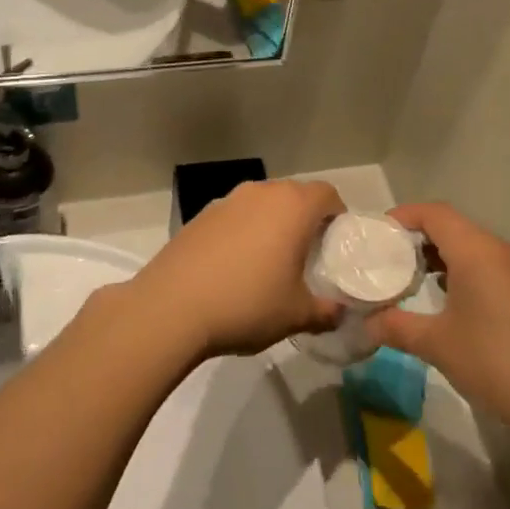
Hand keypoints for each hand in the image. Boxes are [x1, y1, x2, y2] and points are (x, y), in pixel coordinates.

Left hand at [123, 179, 345, 360]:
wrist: (170, 308)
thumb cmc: (247, 304)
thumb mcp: (297, 315)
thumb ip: (326, 312)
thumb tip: (339, 313)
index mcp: (292, 206)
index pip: (327, 194)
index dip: (337, 215)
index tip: (334, 244)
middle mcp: (260, 193)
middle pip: (293, 195)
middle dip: (304, 219)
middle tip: (306, 255)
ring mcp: (225, 201)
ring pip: (261, 204)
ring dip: (270, 224)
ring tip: (268, 262)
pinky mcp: (198, 216)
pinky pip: (233, 217)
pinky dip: (242, 233)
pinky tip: (233, 268)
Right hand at [366, 203, 509, 431]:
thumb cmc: (494, 361)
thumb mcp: (435, 343)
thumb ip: (395, 326)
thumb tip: (366, 324)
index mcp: (477, 251)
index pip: (434, 213)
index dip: (402, 216)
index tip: (375, 234)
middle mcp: (501, 251)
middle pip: (453, 227)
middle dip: (417, 238)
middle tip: (386, 259)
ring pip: (472, 248)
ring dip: (440, 257)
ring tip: (410, 279)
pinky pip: (488, 267)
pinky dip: (462, 273)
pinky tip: (446, 301)